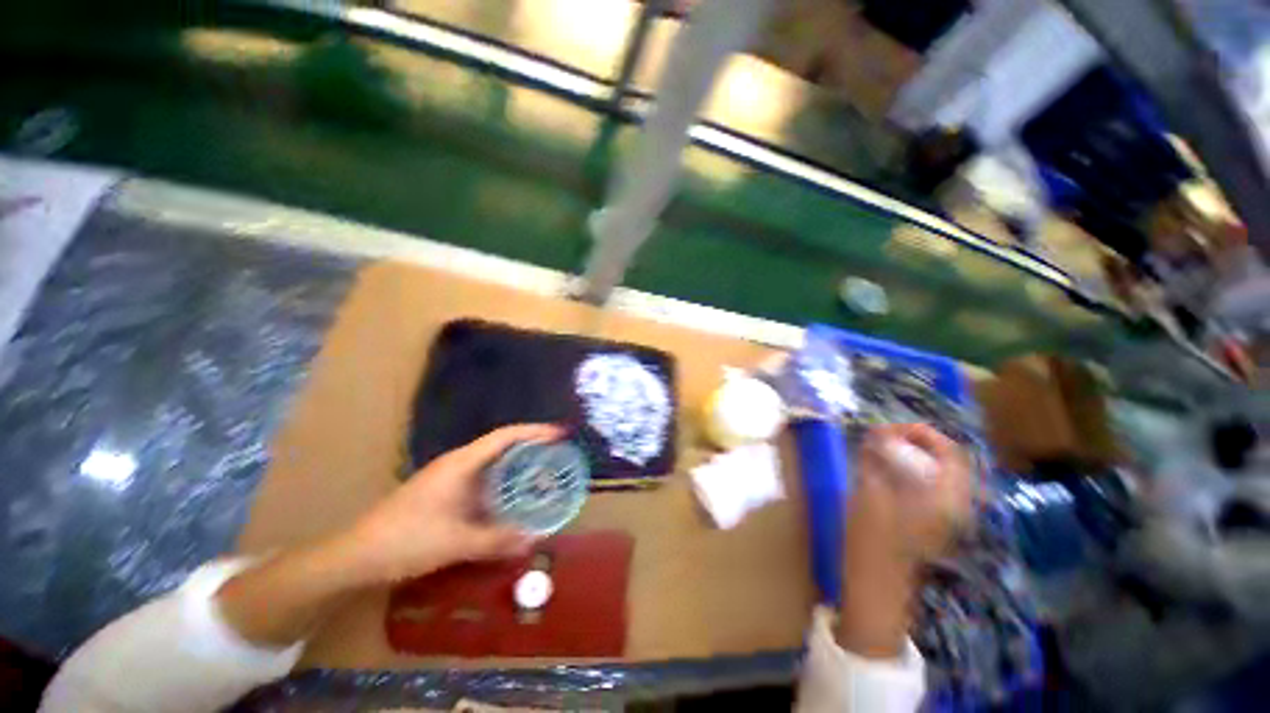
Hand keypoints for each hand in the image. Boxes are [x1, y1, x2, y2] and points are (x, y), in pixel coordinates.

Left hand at [340, 423, 564, 583]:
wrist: (355, 556)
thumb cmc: (405, 540)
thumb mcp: (456, 542)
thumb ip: (497, 540)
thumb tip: (534, 540)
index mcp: (462, 463)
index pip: (505, 436)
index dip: (534, 431)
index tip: (559, 434)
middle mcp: (459, 464)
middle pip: (502, 445)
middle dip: (531, 447)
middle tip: (558, 455)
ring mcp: (451, 478)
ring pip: (493, 464)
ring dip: (517, 466)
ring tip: (543, 474)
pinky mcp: (446, 494)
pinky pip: (484, 482)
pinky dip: (503, 485)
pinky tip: (513, 500)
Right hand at [838, 423, 973, 657]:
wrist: (878, 586)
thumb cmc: (872, 540)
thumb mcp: (870, 492)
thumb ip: (877, 458)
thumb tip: (878, 431)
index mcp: (945, 497)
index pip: (949, 451)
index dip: (922, 432)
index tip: (890, 427)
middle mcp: (956, 505)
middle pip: (947, 461)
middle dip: (916, 443)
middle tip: (884, 438)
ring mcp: (948, 517)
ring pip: (939, 474)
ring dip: (914, 457)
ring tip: (883, 452)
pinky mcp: (936, 524)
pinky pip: (932, 488)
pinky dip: (913, 473)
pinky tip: (888, 475)